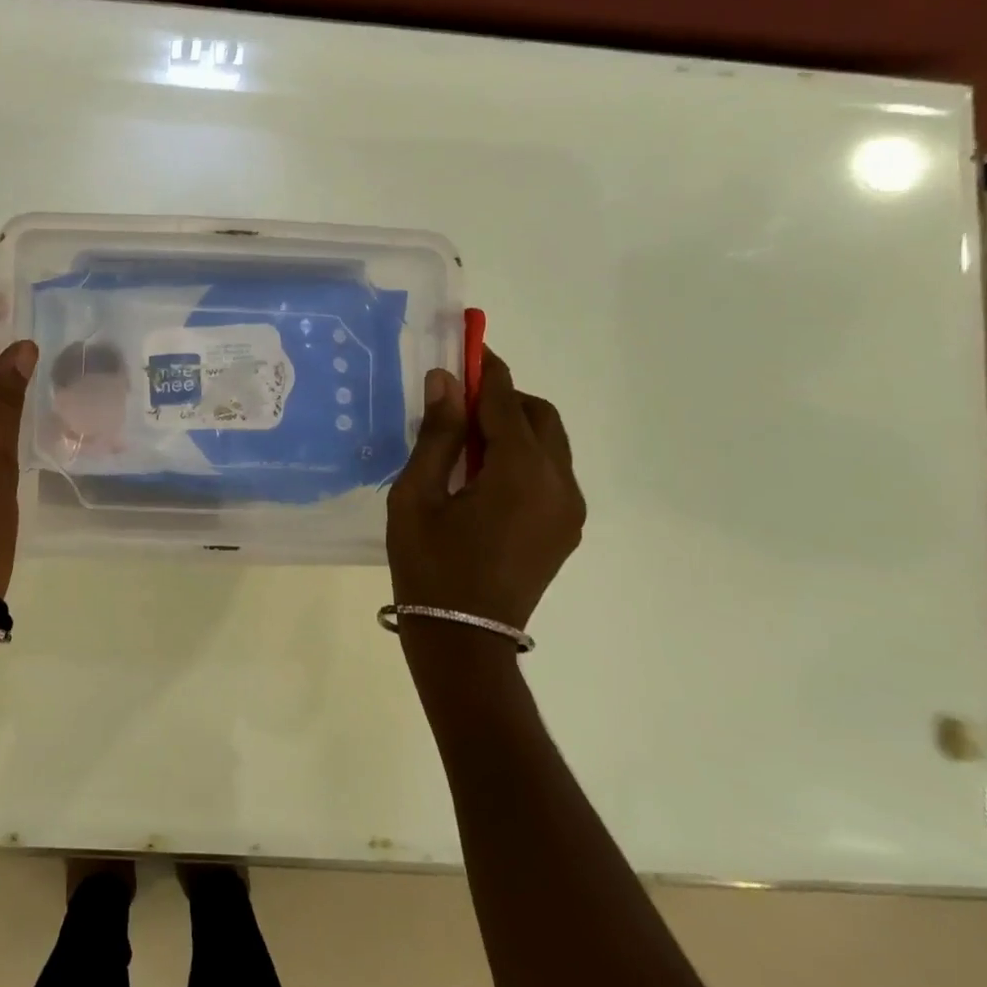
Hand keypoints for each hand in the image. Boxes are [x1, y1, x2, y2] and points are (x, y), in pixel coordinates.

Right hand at [386, 347, 584, 632]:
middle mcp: (558, 482)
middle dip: (503, 398)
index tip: (467, 345)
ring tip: (466, 444)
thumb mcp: (417, 495)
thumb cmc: (429, 564)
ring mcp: (569, 508)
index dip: (485, 369)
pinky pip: (551, 472)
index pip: (506, 400)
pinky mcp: (567, 529)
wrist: (464, 640)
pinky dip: (524, 457)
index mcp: (521, 471)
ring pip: (550, 443)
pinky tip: (484, 477)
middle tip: (457, 404)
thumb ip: (437, 434)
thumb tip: (446, 381)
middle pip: (539, 415)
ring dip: (514, 427)